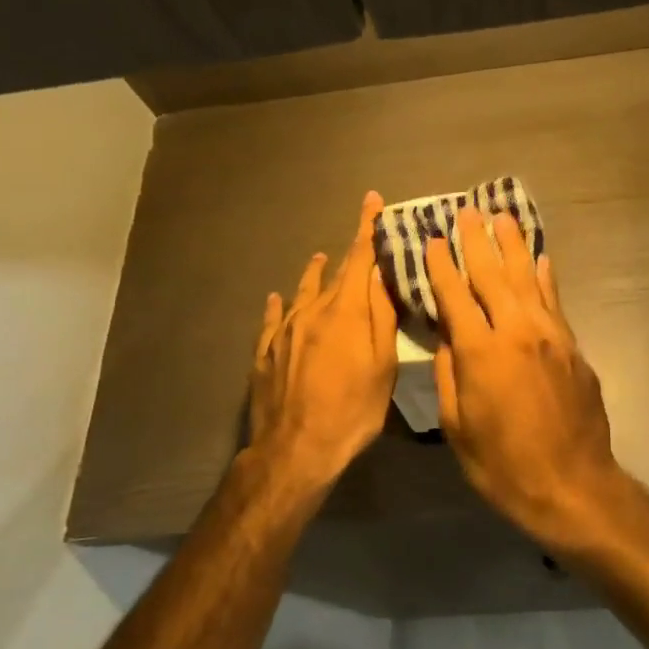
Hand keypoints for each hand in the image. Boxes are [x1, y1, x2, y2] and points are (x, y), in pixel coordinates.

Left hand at [248, 190, 398, 488]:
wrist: (295, 447)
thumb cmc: (352, 409)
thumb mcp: (382, 366)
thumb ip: (382, 317)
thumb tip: (381, 274)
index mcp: (345, 312)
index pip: (359, 259)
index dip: (367, 228)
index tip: (371, 200)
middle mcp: (312, 312)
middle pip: (334, 274)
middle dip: (349, 252)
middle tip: (361, 235)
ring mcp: (285, 331)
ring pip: (302, 291)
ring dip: (315, 274)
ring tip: (320, 260)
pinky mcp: (266, 352)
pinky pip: (274, 318)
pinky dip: (280, 304)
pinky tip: (277, 297)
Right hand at [425, 206, 632, 552]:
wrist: (571, 484)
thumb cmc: (503, 465)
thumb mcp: (458, 427)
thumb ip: (448, 375)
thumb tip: (447, 337)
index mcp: (481, 353)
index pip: (455, 297)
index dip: (442, 267)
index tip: (433, 239)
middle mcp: (517, 332)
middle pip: (494, 276)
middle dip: (478, 241)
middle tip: (468, 211)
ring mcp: (550, 337)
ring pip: (528, 280)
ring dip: (514, 246)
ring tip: (503, 217)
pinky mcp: (573, 347)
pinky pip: (555, 302)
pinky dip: (545, 277)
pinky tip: (541, 259)